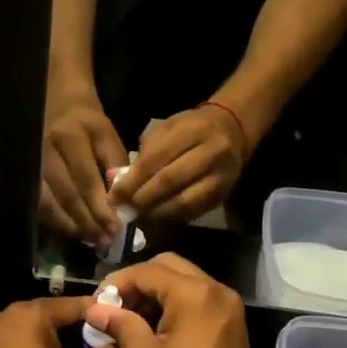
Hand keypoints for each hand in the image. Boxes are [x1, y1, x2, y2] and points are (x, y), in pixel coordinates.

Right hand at [40, 91, 127, 242]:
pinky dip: (55, 220)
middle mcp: (46, 149)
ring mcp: (31, 162)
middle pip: (66, 193)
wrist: (57, 100)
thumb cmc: (87, 121)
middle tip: (104, 240)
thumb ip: (115, 163)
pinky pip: (38, 202)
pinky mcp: (25, 172)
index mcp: (71, 135)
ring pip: (48, 202)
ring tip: (90, 239)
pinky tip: (71, 230)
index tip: (115, 227)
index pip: (85, 177)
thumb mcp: (107, 134)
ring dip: (70, 225)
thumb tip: (118, 200)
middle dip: (87, 221)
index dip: (100, 205)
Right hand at [85, 254, 262, 347]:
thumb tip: (96, 308)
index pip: (147, 270)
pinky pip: (198, 298)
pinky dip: (174, 304)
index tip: (97, 301)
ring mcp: (228, 306)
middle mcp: (217, 290)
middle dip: (138, 282)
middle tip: (115, 305)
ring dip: (156, 292)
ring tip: (130, 318)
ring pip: (184, 281)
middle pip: (169, 266)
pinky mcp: (232, 323)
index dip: (117, 282)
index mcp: (195, 294)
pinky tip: (154, 327)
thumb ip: (119, 324)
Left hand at [112, 104, 248, 224]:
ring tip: (136, 217)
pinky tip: (155, 219)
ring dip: (156, 213)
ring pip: (184, 201)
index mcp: (194, 130)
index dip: (133, 180)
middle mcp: (212, 152)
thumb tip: (120, 182)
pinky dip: (171, 218)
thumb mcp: (167, 129)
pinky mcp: (223, 195)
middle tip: (123, 209)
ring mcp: (221, 176)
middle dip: (142, 198)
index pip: (157, 158)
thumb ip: (146, 152)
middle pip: (171, 180)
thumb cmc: (191, 128)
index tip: (114, 195)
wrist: (232, 131)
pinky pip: (193, 212)